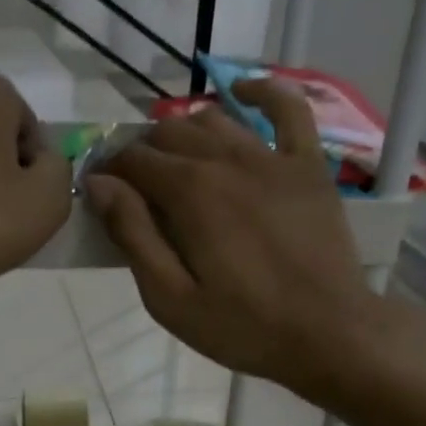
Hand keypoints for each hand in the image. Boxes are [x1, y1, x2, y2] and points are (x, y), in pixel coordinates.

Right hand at [85, 79, 373, 401]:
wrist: (328, 334)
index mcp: (190, 192)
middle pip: (170, 132)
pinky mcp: (309, 165)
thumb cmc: (242, 326)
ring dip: (185, 132)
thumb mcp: (170, 298)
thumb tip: (98, 184)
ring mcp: (273, 157)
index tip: (101, 194)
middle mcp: (227, 160)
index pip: (133, 159)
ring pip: (215, 120)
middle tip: (137, 190)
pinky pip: (288, 109)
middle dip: (142, 153)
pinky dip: (262, 92)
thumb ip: (133, 235)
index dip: (110, 172)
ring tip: (177, 163)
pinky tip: (241, 92)